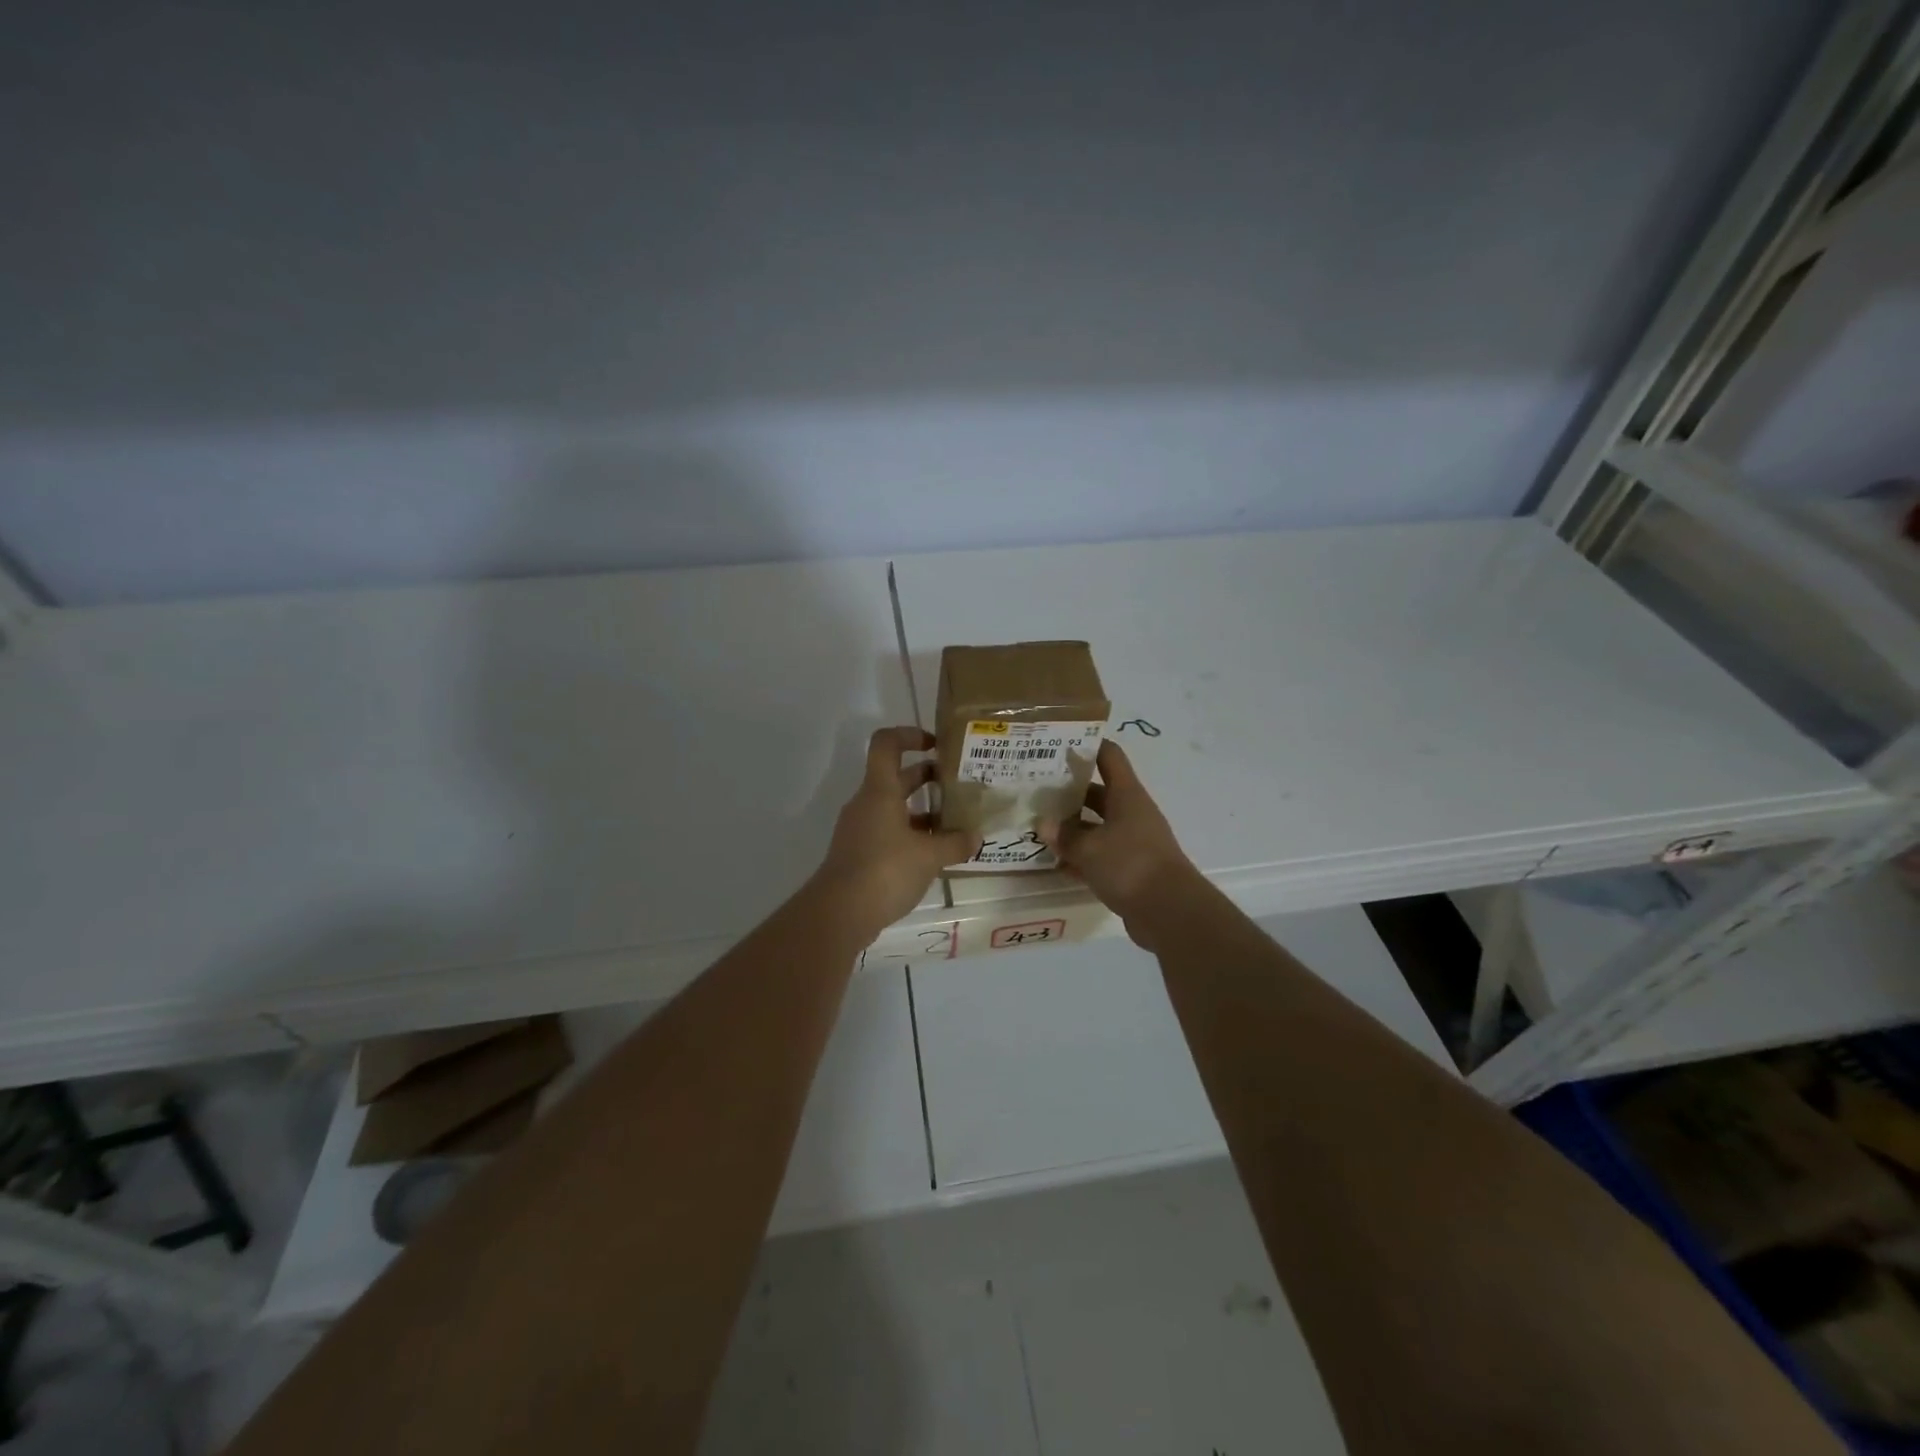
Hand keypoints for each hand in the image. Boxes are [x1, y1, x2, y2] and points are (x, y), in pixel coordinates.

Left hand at [813, 727, 978, 936]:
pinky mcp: (860, 853)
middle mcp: (867, 803)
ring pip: (894, 807)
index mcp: (879, 791)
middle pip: (896, 776)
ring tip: (956, 822)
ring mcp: (861, 829)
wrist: (839, 913)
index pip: (887, 743)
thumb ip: (955, 843)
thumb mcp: (929, 856)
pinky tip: (936, 853)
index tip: (936, 745)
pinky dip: (912, 834)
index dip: (910, 735)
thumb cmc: (885, 870)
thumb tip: (977, 837)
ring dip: (923, 809)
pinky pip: (889, 831)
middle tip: (959, 784)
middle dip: (927, 776)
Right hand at [1038, 740, 1200, 941]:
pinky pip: (1100, 856)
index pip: (1108, 756)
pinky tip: (1055, 864)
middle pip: (1097, 793)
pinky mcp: (1131, 870)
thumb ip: (1065, 835)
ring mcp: (1133, 842)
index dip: (1087, 745)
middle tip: (1035, 792)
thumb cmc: (1130, 865)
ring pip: (1096, 827)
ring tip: (1038, 828)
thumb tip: (1044, 824)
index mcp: (1126, 795)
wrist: (1170, 912)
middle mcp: (1131, 813)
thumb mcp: (1089, 848)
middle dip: (1068, 793)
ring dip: (1072, 828)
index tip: (1058, 744)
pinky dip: (1080, 858)